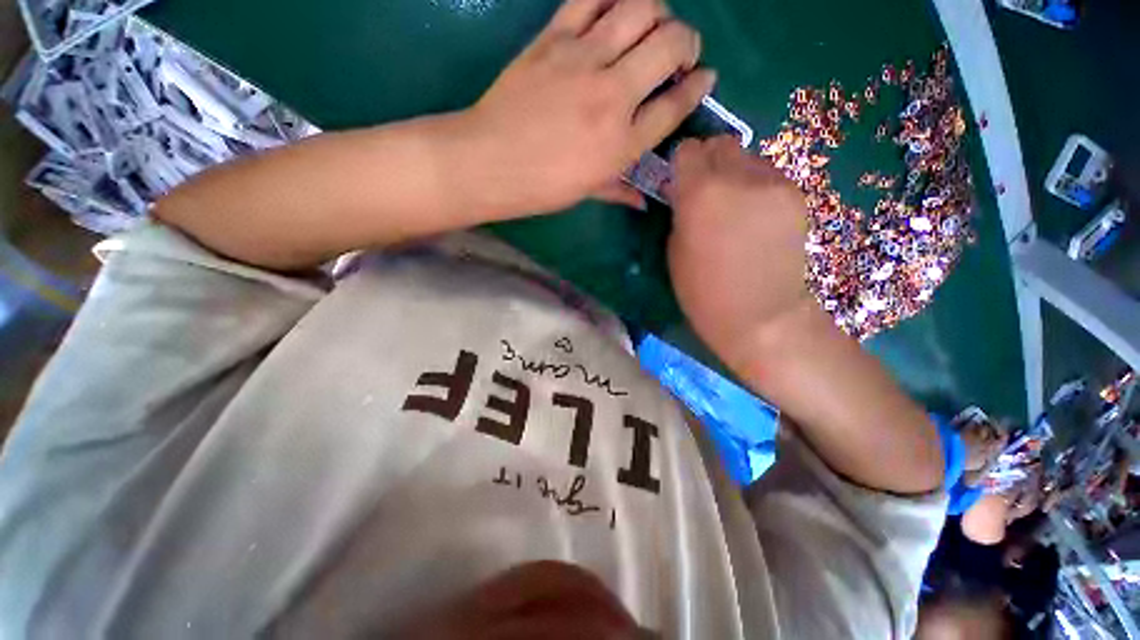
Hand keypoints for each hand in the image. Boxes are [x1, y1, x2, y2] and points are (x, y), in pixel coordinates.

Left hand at [466, 0, 715, 214]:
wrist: (490, 162)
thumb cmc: (541, 187)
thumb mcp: (587, 193)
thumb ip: (620, 191)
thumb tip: (643, 202)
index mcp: (623, 144)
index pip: (676, 105)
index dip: (698, 86)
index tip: (704, 78)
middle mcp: (613, 96)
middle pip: (671, 45)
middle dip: (687, 42)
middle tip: (677, 53)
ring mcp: (584, 60)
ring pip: (640, 8)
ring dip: (657, 13)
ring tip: (649, 29)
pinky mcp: (554, 38)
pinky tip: (613, 12)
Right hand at [666, 136, 811, 366]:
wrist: (761, 315)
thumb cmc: (703, 292)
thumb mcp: (674, 250)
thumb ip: (679, 210)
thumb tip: (685, 190)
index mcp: (700, 192)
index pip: (687, 149)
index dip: (681, 166)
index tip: (680, 185)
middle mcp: (738, 176)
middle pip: (720, 143)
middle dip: (708, 162)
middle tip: (705, 193)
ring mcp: (774, 182)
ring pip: (746, 156)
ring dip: (734, 173)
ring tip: (733, 208)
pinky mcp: (796, 193)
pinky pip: (767, 175)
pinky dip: (756, 187)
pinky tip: (755, 217)